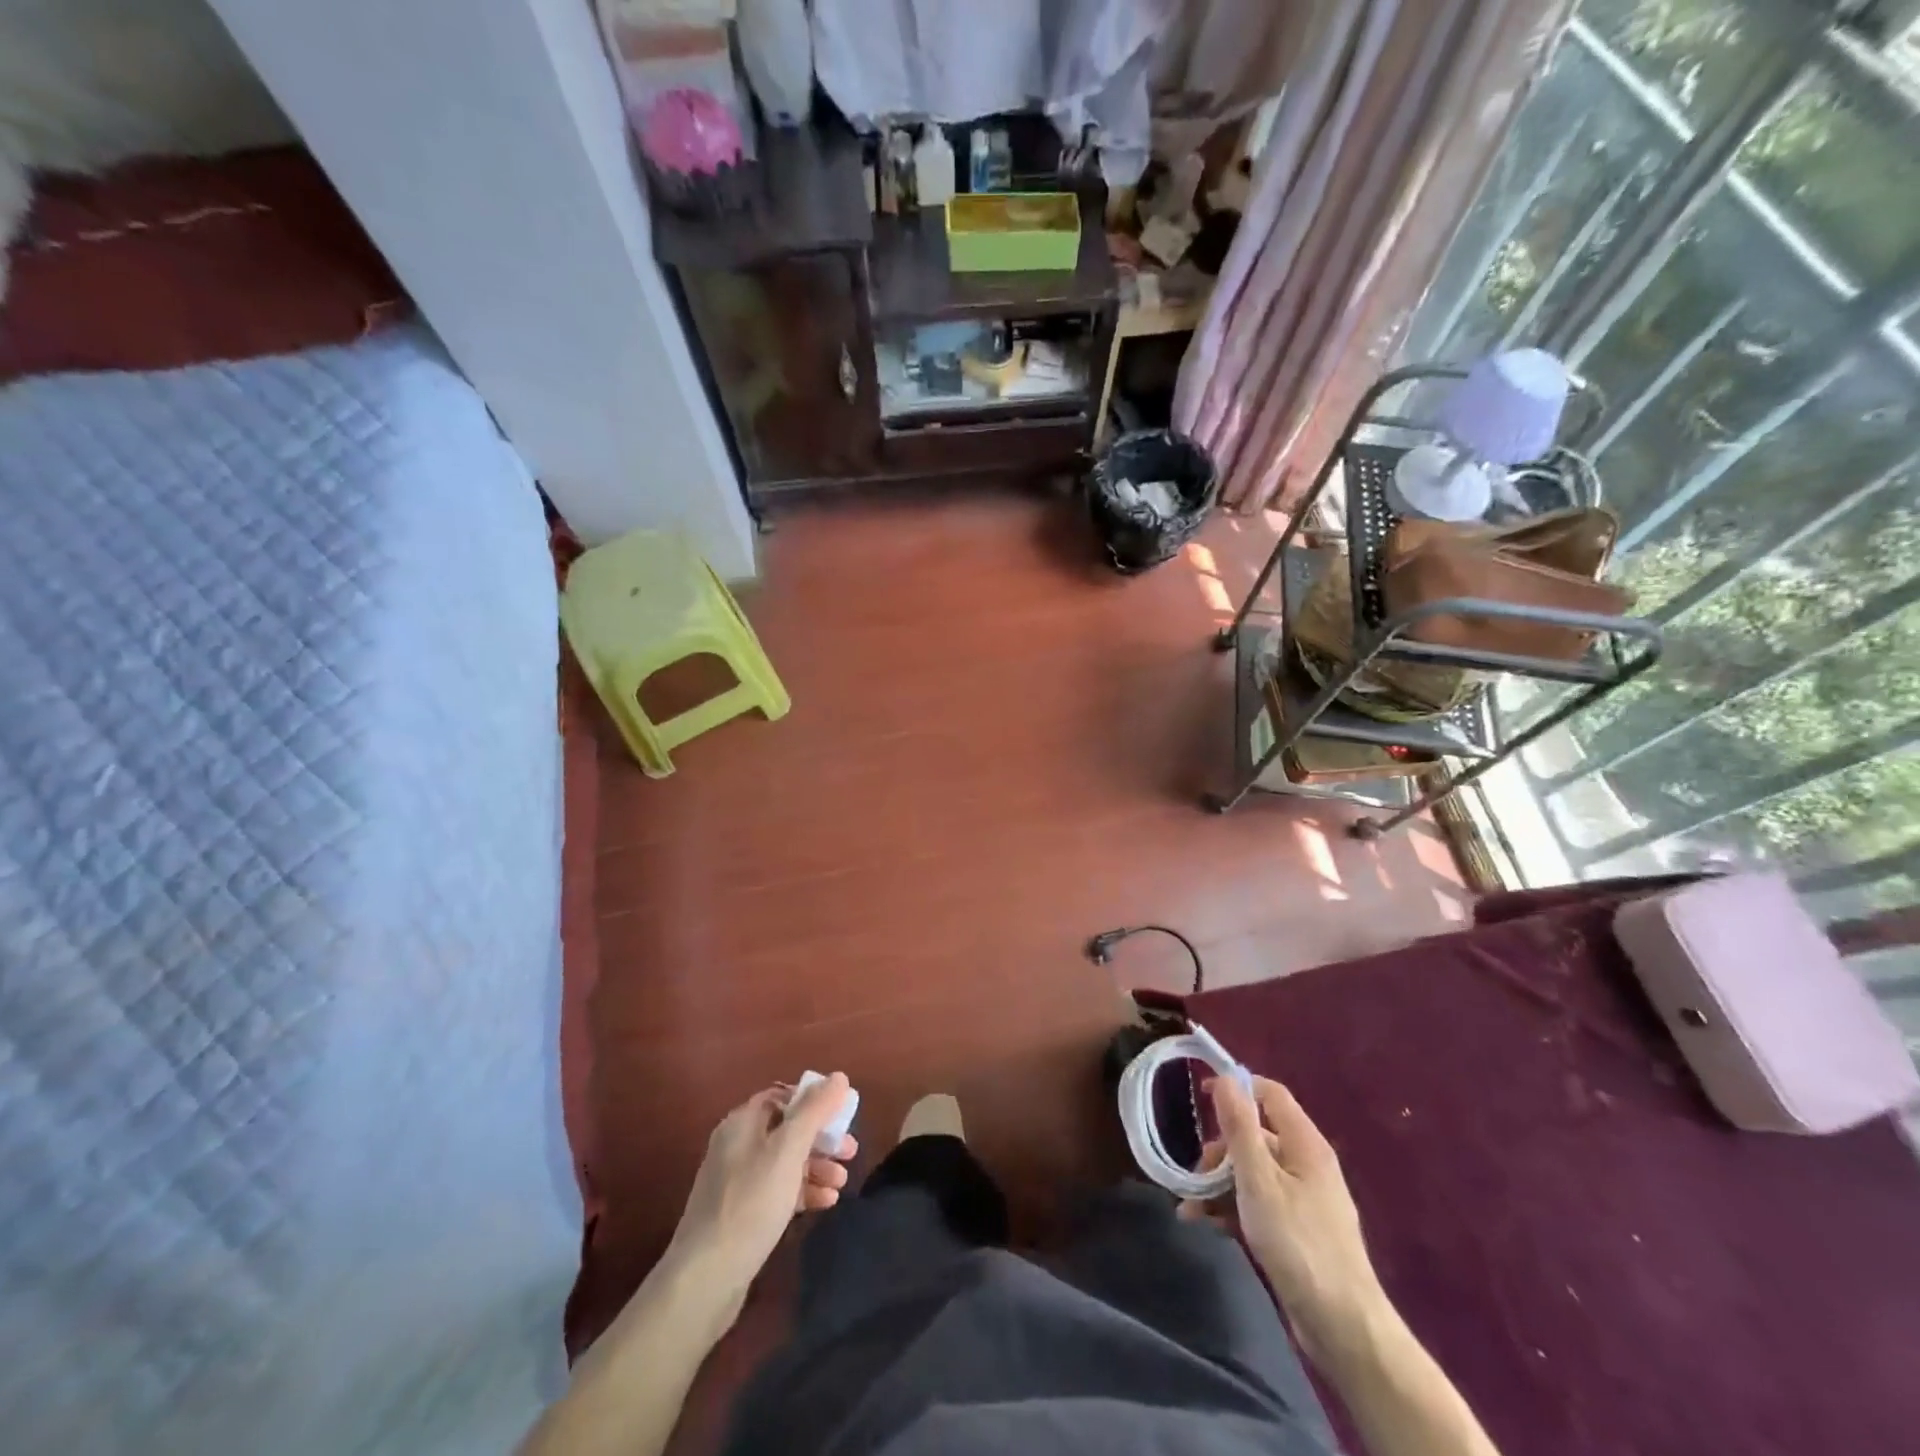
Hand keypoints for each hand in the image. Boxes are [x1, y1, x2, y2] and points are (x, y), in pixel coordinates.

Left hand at [665, 1074, 858, 1313]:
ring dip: (817, 1167)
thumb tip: (839, 1077)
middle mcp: (738, 1146)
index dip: (814, 1100)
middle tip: (850, 1151)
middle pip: (788, 1130)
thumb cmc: (751, 1203)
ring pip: (786, 1162)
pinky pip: (779, 1191)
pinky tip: (826, 1203)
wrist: (706, 1279)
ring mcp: (738, 1182)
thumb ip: (814, 1111)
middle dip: (821, 1138)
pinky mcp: (743, 1214)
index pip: (783, 1096)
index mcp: (742, 1123)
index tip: (843, 1114)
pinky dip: (803, 1191)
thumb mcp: (787, 1150)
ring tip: (843, 1183)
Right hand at [1181, 1075, 1386, 1363]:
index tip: (1201, 1097)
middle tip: (1194, 1174)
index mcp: (1305, 1144)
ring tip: (1191, 1208)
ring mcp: (1304, 1199)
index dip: (1237, 1087)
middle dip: (1220, 1150)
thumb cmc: (1298, 1243)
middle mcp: (1307, 1164)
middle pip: (1256, 1135)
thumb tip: (1227, 1079)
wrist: (1343, 1327)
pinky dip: (1233, 1207)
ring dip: (1219, 1184)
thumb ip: (1240, 1128)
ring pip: (1253, 1172)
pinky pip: (1260, 1202)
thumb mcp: (1259, 1180)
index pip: (1270, 1093)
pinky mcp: (1298, 1230)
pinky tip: (1209, 1225)